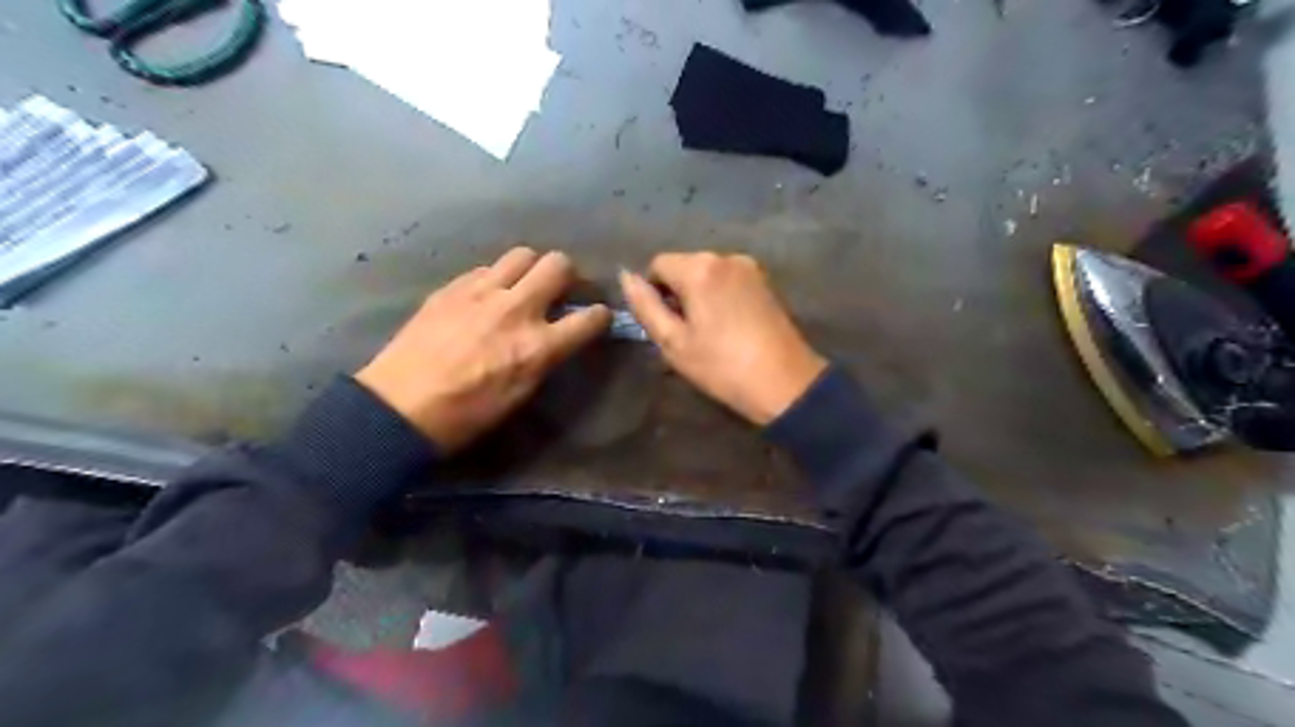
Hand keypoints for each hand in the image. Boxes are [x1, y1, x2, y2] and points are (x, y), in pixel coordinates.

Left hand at [354, 246, 611, 447]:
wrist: (400, 407)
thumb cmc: (467, 414)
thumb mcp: (520, 394)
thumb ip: (544, 357)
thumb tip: (555, 338)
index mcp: (537, 346)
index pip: (589, 318)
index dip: (600, 314)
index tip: (597, 316)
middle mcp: (516, 309)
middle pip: (557, 264)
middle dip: (567, 274)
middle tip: (559, 289)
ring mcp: (481, 293)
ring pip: (522, 254)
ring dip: (531, 268)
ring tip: (522, 285)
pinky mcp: (452, 288)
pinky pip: (485, 268)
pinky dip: (495, 278)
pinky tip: (485, 296)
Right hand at [618, 254, 822, 426]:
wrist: (786, 384)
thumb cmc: (722, 366)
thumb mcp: (674, 342)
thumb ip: (645, 306)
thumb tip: (626, 276)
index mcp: (700, 267)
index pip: (658, 264)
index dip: (653, 293)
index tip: (663, 324)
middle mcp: (726, 257)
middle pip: (685, 265)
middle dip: (677, 293)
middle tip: (685, 333)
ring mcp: (751, 268)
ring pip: (708, 273)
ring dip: (699, 295)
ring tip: (708, 333)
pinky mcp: (767, 283)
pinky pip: (729, 281)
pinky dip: (720, 297)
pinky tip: (729, 327)